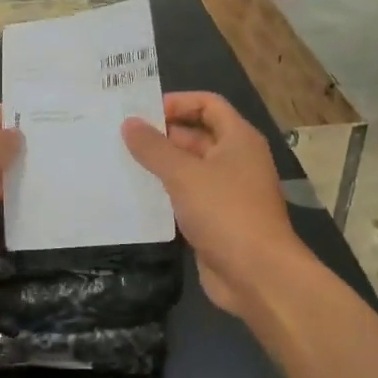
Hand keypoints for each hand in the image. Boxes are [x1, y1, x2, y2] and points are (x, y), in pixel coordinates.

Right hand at [121, 92, 302, 317]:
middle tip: (121, 138)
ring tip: (122, 163)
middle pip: (197, 135)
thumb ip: (154, 148)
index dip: (177, 102)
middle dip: (162, 135)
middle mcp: (235, 160)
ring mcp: (227, 192)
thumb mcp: (184, 174)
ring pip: (189, 169)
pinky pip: (187, 197)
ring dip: (160, 166)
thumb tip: (129, 123)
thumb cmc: (225, 212)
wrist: (256, 274)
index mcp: (238, 139)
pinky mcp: (215, 219)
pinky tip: (136, 196)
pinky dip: (165, 193)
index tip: (141, 112)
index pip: (208, 104)